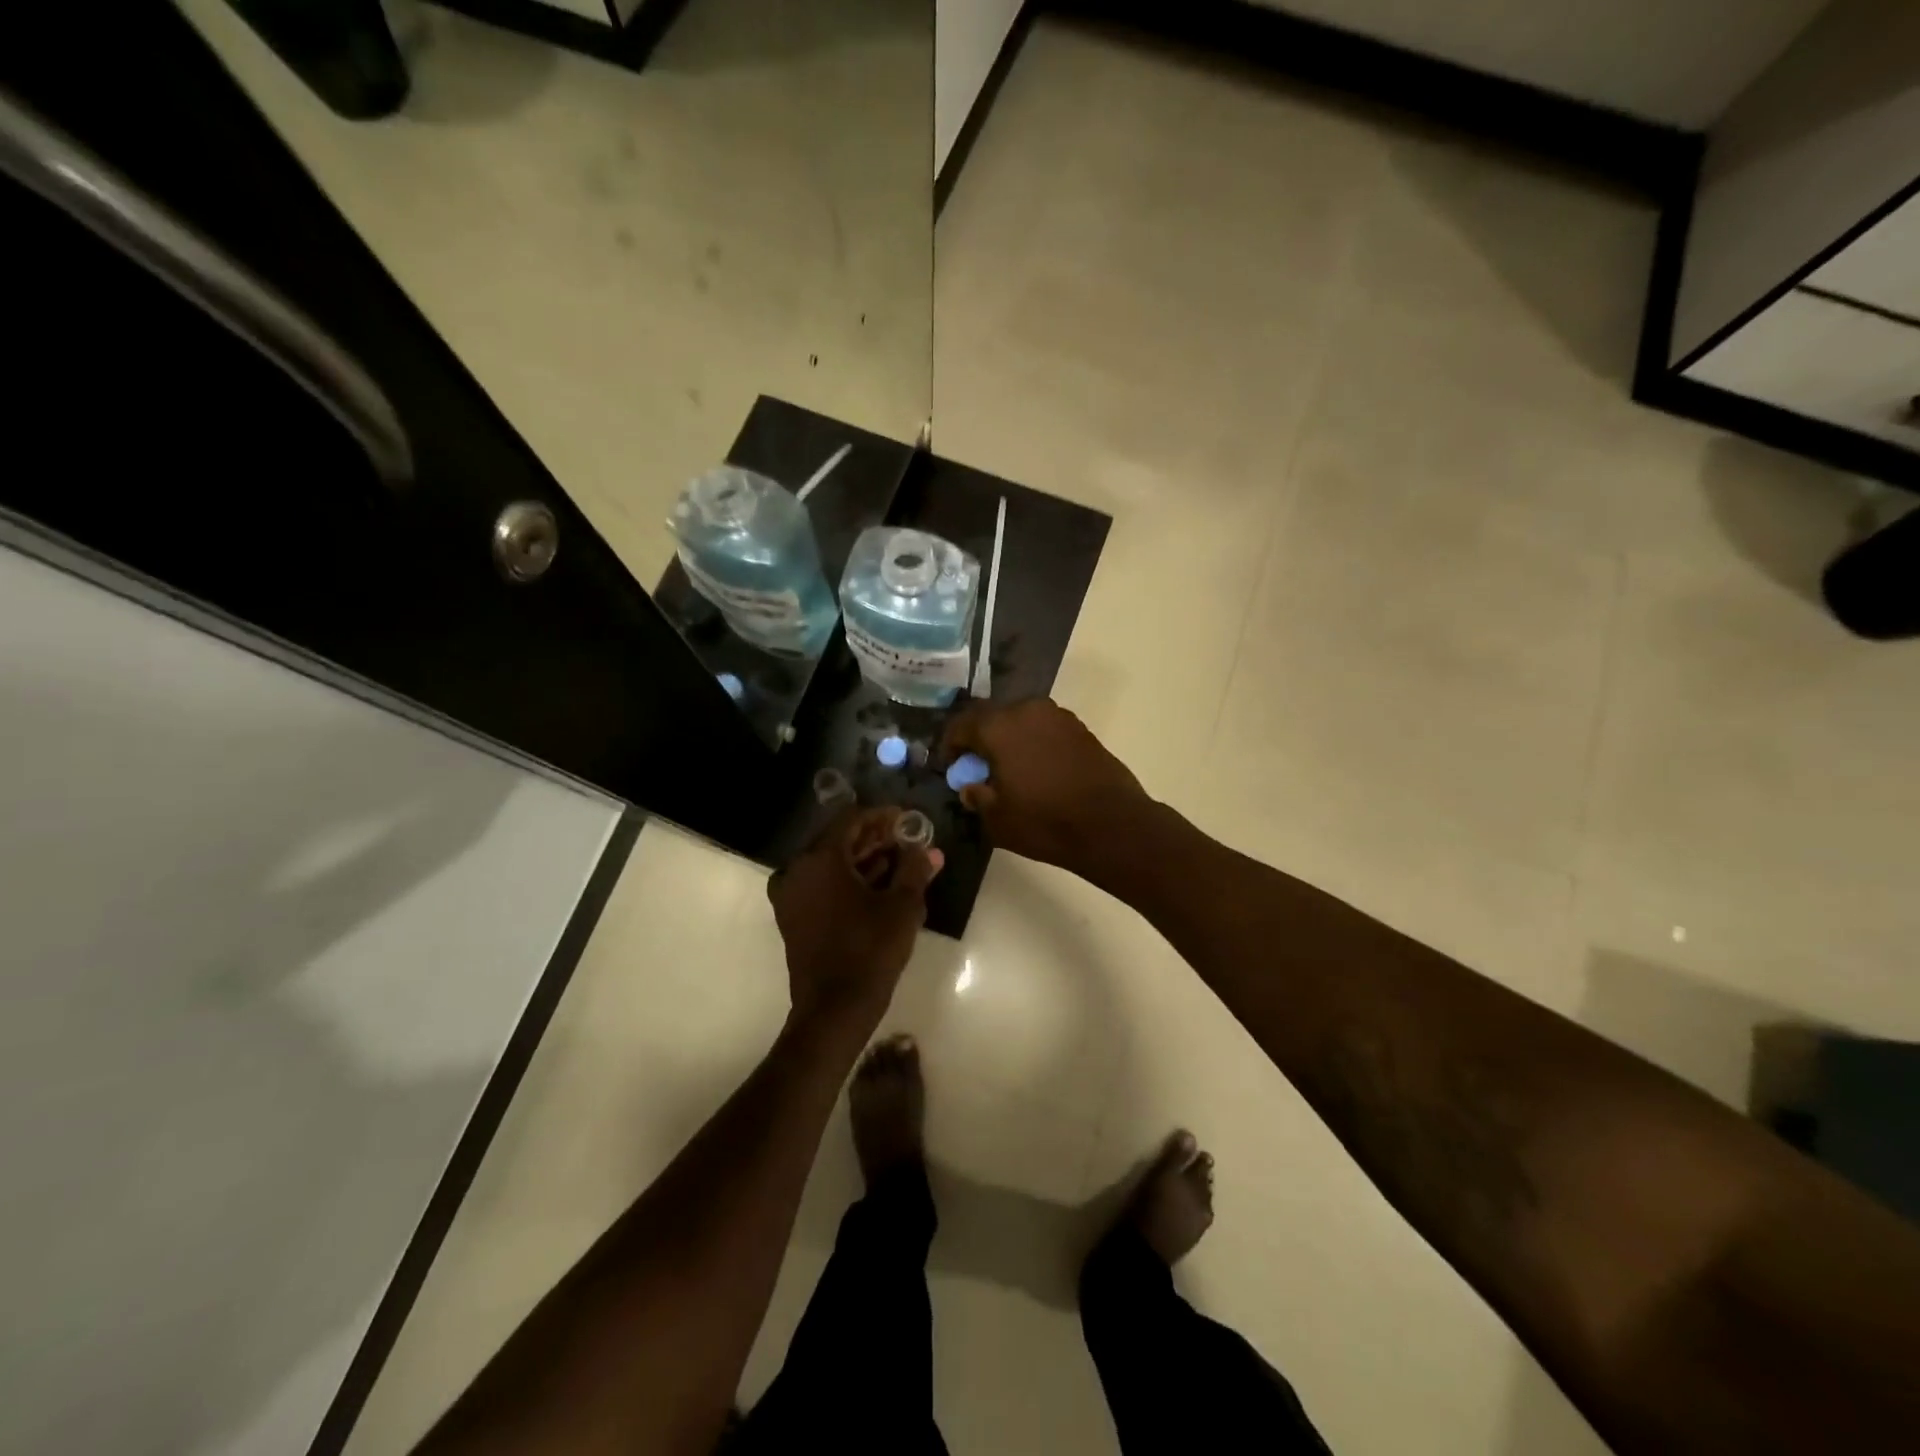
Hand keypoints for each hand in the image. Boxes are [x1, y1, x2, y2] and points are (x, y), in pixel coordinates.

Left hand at [768, 806, 942, 1028]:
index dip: (882, 816)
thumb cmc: (870, 950)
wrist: (834, 1008)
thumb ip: (915, 869)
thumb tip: (930, 850)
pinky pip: (821, 885)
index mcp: (820, 859)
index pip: (851, 820)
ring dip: (863, 860)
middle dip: (874, 838)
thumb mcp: (902, 906)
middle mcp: (797, 870)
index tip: (907, 819)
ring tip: (900, 862)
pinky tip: (878, 886)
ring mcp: (791, 895)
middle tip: (907, 840)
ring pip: (830, 864)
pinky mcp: (793, 917)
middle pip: (839, 840)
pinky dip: (847, 880)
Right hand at [940, 698, 1155, 880]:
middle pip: (991, 717)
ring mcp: (1058, 716)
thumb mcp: (997, 819)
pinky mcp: (1080, 729)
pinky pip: (1044, 729)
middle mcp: (1027, 710)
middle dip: (979, 739)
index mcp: (999, 726)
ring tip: (1007, 768)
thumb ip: (977, 796)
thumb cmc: (1045, 822)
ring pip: (1020, 720)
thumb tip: (971, 786)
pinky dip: (1033, 743)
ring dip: (1008, 739)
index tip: (949, 767)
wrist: (1111, 825)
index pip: (961, 725)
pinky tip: (1035, 769)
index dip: (950, 746)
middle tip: (976, 767)